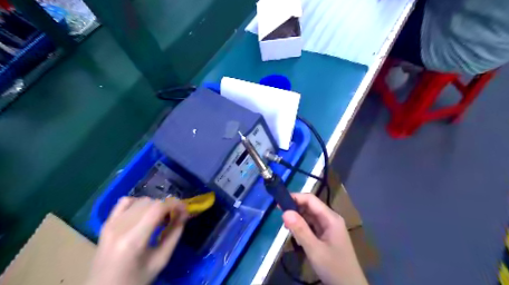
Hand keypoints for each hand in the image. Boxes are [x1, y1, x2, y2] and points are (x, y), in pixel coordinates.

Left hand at [86, 197, 186, 284]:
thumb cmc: (135, 280)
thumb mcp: (160, 260)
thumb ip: (174, 234)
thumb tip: (184, 214)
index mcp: (133, 239)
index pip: (158, 208)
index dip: (175, 204)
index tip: (185, 210)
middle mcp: (120, 227)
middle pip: (150, 202)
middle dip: (167, 206)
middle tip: (174, 217)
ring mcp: (111, 224)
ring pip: (140, 201)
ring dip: (155, 205)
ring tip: (160, 218)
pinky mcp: (106, 224)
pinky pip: (125, 202)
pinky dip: (138, 203)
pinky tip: (143, 213)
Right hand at [283, 192, 365, 283]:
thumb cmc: (334, 268)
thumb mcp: (315, 249)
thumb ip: (300, 230)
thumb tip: (285, 212)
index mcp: (331, 218)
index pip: (311, 199)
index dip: (295, 197)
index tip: (279, 202)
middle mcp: (330, 219)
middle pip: (310, 207)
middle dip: (295, 208)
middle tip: (280, 216)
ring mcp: (329, 227)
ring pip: (310, 216)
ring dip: (298, 219)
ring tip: (286, 226)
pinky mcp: (326, 235)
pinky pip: (312, 226)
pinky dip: (302, 227)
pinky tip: (295, 234)